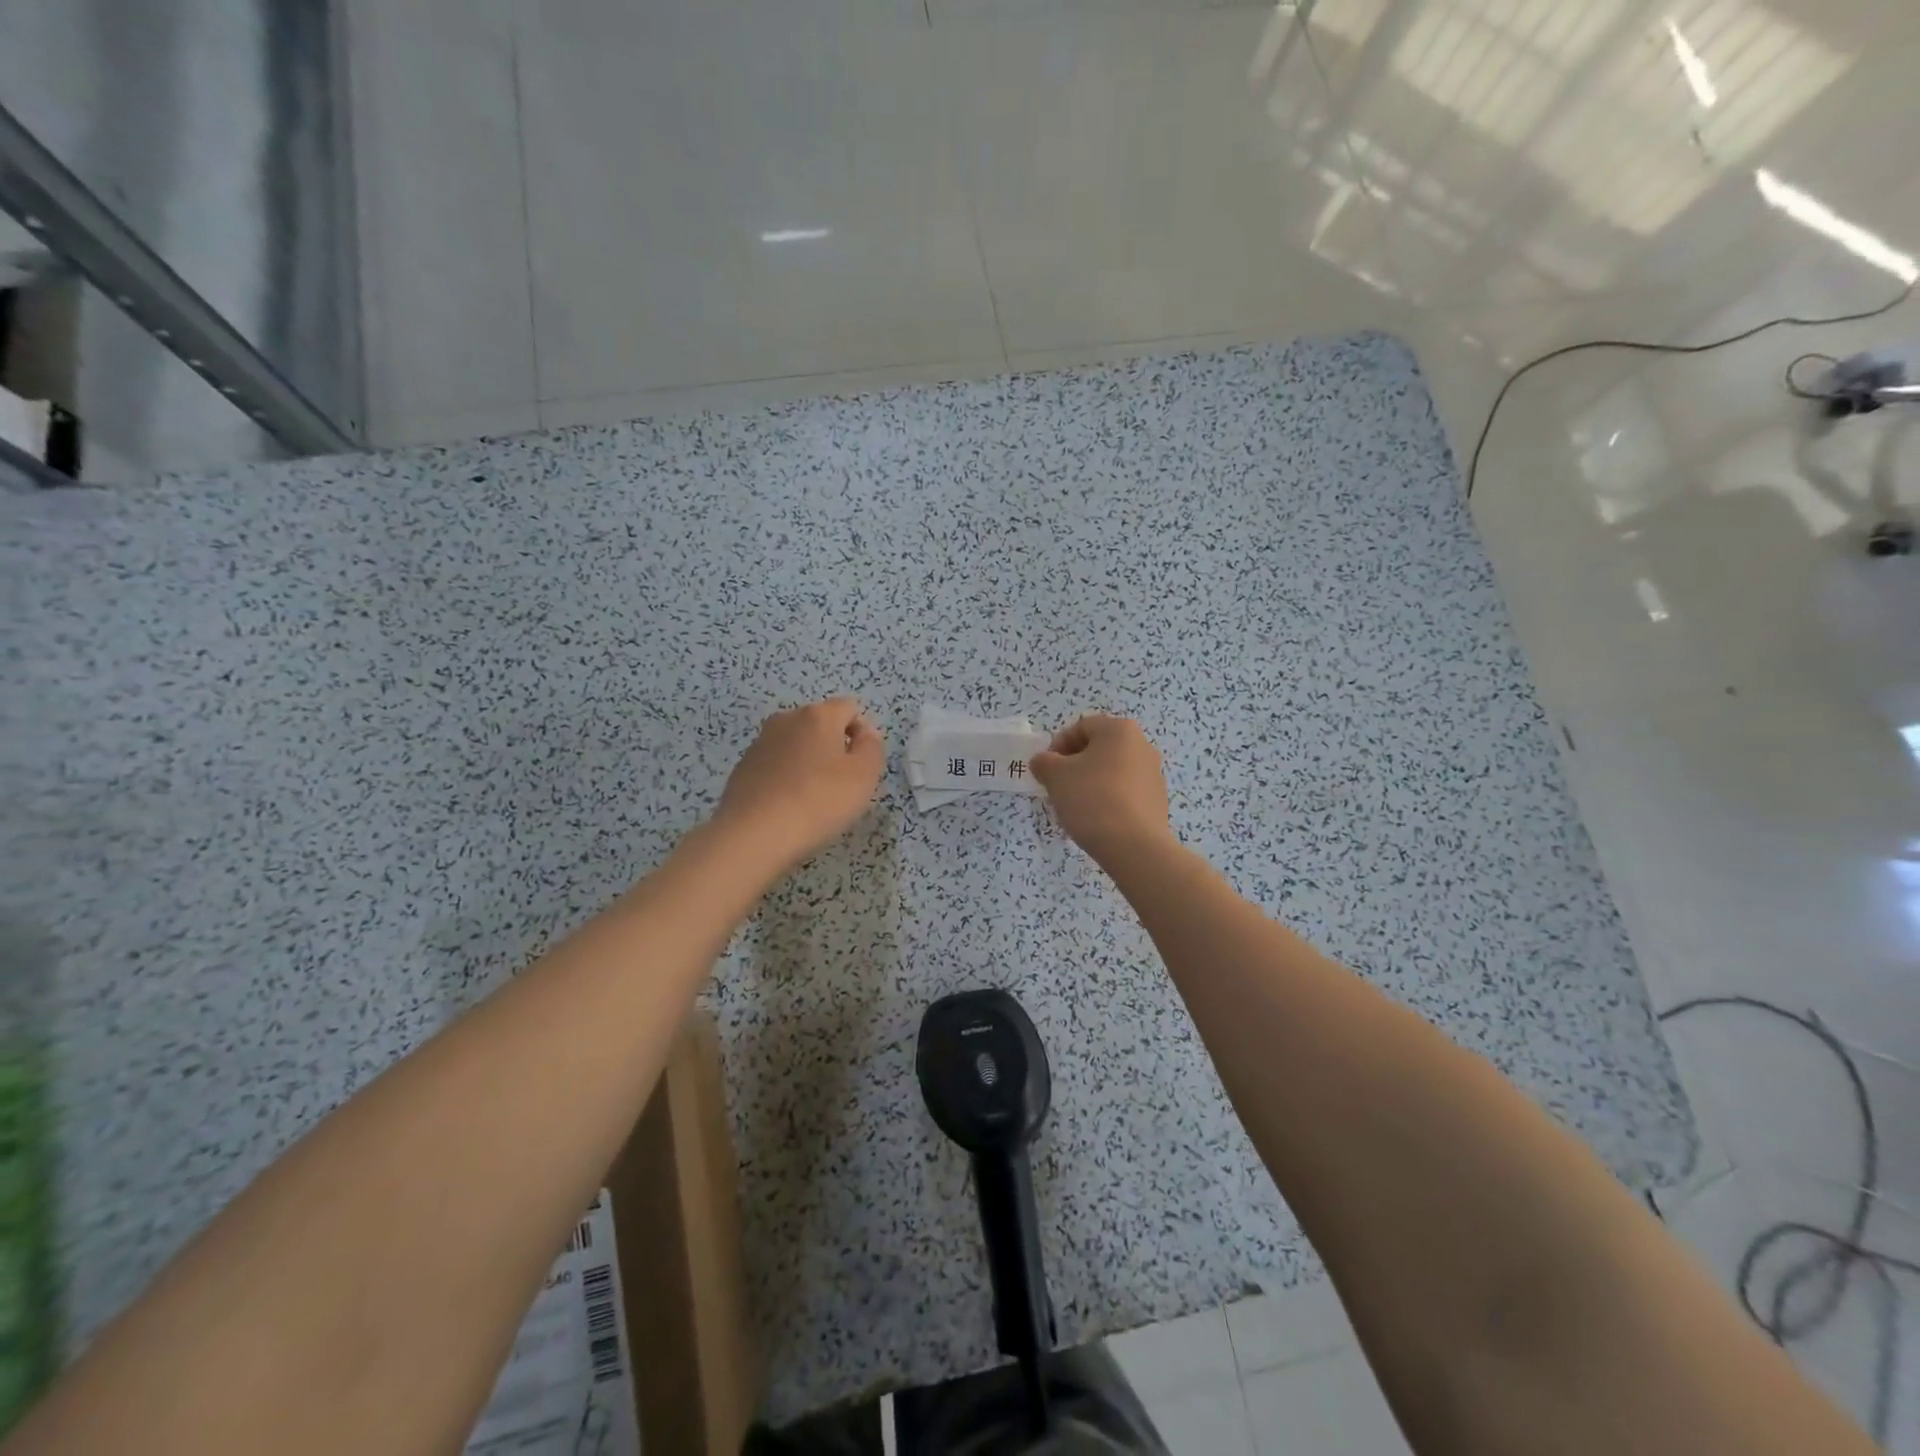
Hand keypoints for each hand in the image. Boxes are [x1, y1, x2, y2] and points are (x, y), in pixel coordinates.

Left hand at [714, 698, 885, 867]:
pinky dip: (786, 779)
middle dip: (835, 748)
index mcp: (818, 715)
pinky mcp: (743, 768)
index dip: (863, 733)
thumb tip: (866, 734)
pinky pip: (775, 766)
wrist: (753, 835)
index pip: (850, 708)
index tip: (862, 766)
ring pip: (796, 745)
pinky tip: (787, 807)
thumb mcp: (864, 776)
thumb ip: (872, 747)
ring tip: (813, 799)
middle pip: (821, 725)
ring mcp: (760, 743)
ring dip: (809, 763)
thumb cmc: (818, 801)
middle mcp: (786, 719)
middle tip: (841, 785)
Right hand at [1030, 715, 1171, 863]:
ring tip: (1077, 807)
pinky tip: (1097, 820)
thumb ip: (1044, 762)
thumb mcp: (1055, 776)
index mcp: (1119, 730)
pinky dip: (1108, 800)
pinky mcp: (1157, 801)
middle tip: (1058, 788)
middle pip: (1098, 749)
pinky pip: (1125, 792)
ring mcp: (1154, 774)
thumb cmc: (1092, 799)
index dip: (1058, 746)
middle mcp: (1142, 745)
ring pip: (1112, 771)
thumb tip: (1044, 762)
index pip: (1081, 727)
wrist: (1134, 846)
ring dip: (1091, 782)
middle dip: (1074, 765)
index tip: (1047, 770)